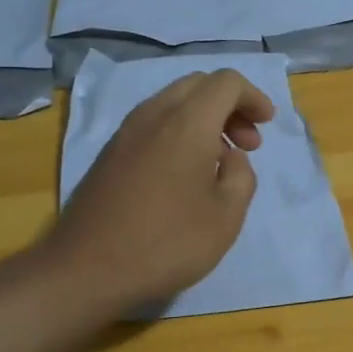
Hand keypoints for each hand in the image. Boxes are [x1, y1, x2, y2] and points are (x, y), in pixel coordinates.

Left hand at [40, 69, 275, 314]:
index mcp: (187, 122)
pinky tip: (185, 174)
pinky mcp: (109, 154)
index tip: (266, 125)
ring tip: (219, 160)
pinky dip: (179, 132)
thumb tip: (230, 158)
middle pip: (198, 85)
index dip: (253, 97)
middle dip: (229, 105)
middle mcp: (154, 115)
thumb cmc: (166, 243)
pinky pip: (153, 124)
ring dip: (203, 119)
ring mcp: (126, 133)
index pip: (226, 83)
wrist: (86, 269)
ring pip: (173, 102)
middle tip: (247, 144)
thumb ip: (241, 177)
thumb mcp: (226, 216)